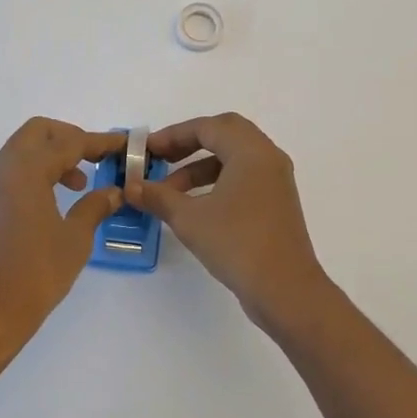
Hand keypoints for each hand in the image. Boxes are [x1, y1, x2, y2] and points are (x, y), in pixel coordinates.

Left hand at [0, 118, 126, 351]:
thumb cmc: (35, 274)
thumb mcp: (75, 239)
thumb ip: (95, 207)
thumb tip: (113, 192)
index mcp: (26, 170)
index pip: (69, 142)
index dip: (99, 142)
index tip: (123, 145)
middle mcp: (4, 168)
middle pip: (39, 132)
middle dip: (69, 138)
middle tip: (94, 159)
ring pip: (23, 149)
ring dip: (51, 155)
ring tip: (78, 184)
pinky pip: (12, 170)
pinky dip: (35, 171)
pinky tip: (54, 200)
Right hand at [130, 113, 333, 329]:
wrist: (286, 291)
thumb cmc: (237, 244)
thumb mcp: (190, 219)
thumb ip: (158, 197)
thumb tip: (130, 186)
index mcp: (251, 151)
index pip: (208, 127)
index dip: (173, 135)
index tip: (147, 150)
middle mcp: (267, 157)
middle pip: (224, 134)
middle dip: (188, 143)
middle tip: (161, 158)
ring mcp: (275, 180)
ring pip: (234, 157)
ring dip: (200, 167)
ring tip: (169, 191)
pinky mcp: (276, 202)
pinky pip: (243, 176)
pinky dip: (217, 181)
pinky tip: (195, 206)